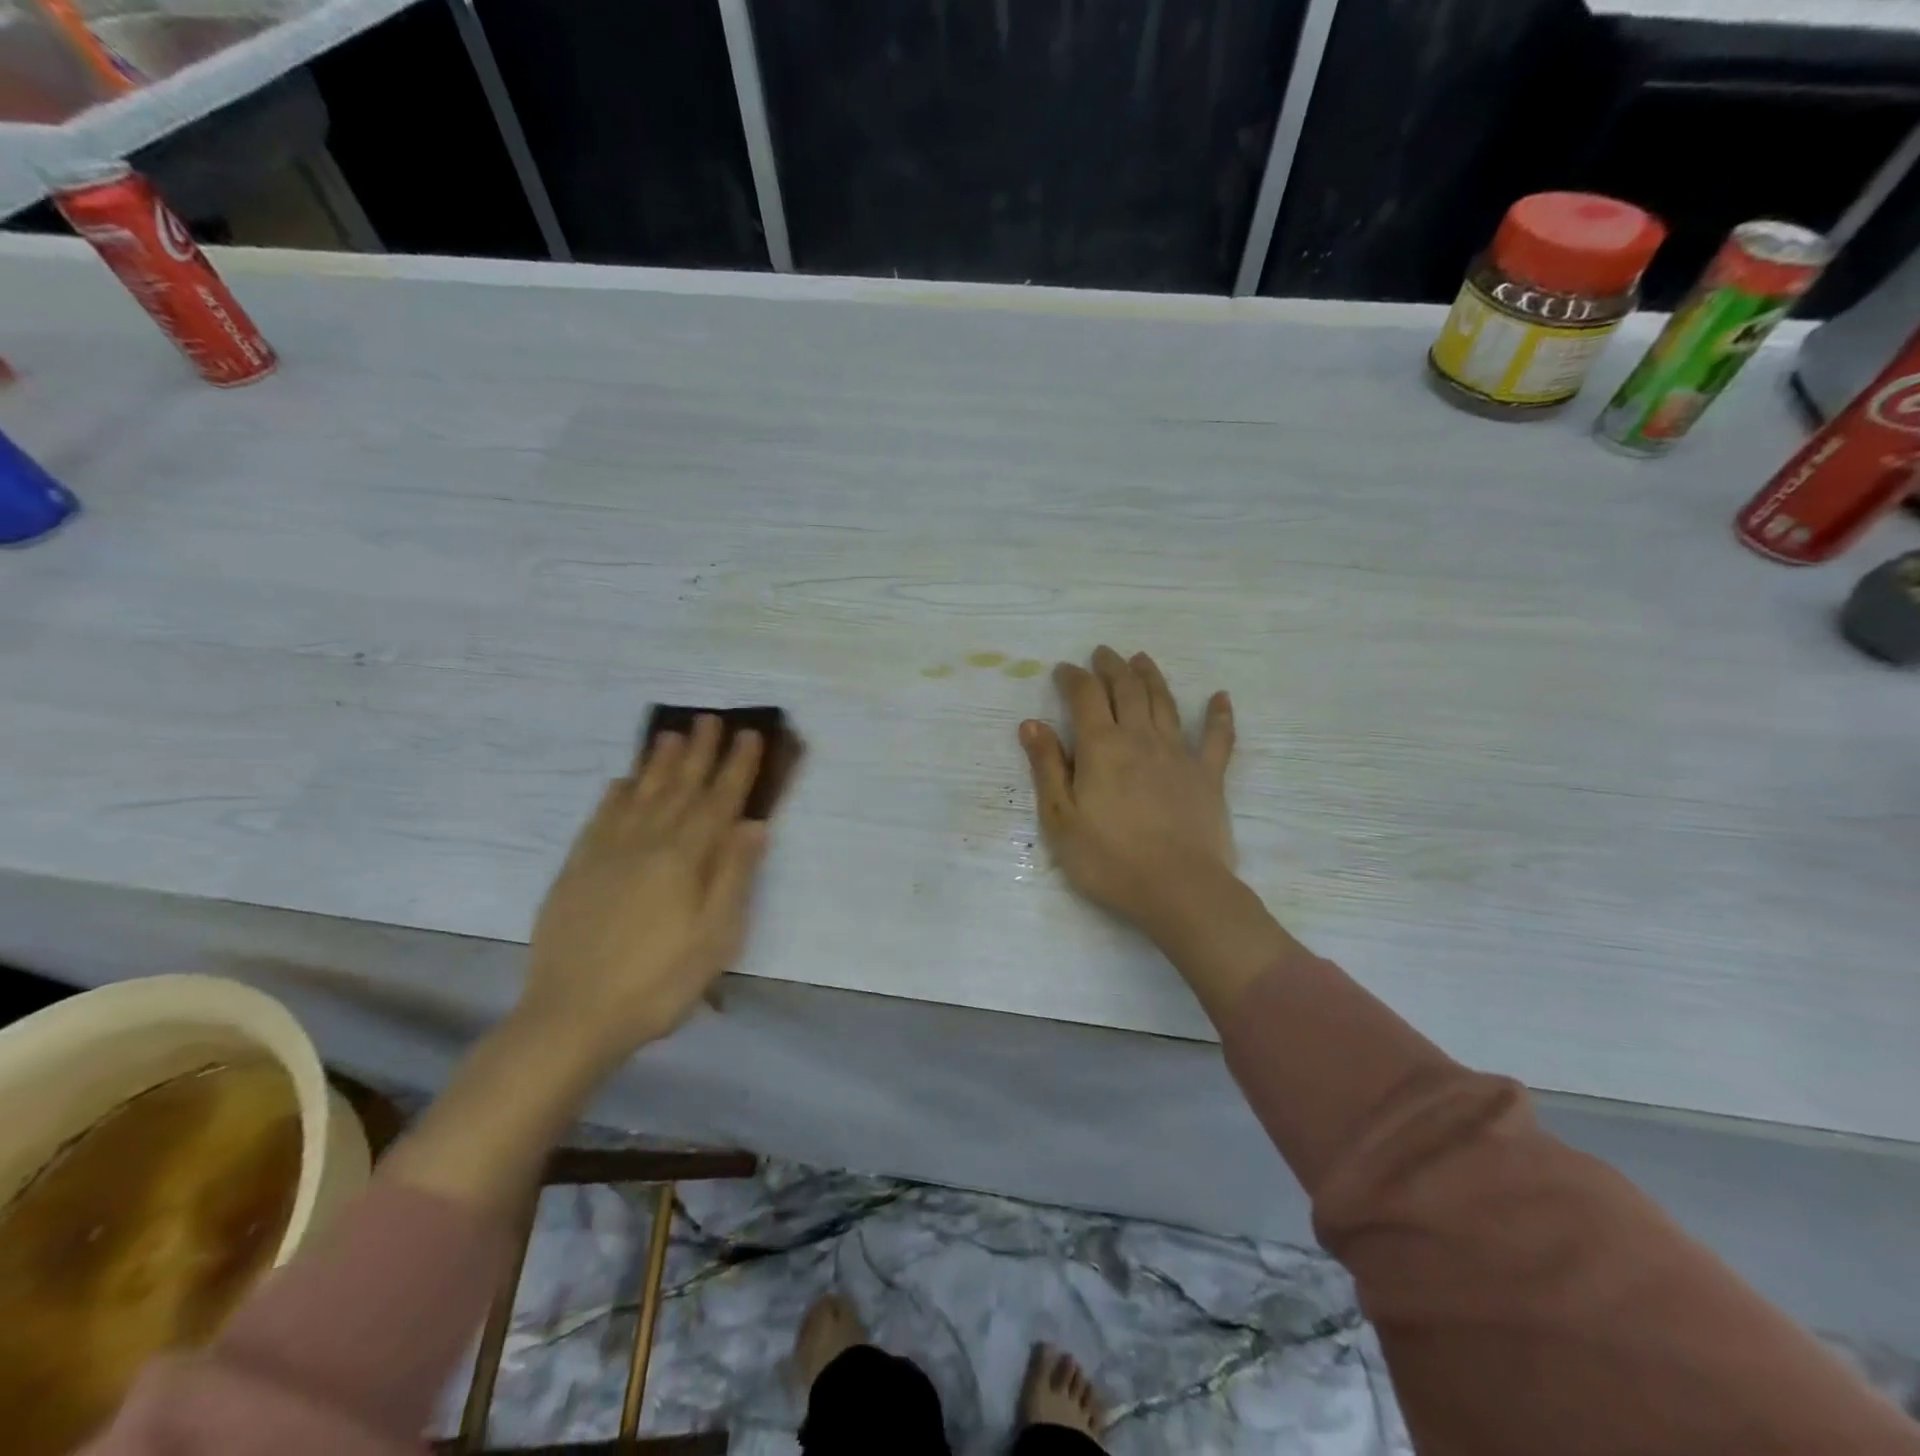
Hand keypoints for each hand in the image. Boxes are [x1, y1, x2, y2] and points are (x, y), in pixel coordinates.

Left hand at [519, 717, 771, 1068]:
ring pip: (639, 795)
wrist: (571, 1017)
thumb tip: (753, 824)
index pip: (718, 802)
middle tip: (710, 719)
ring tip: (669, 734)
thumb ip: (733, 876)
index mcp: (684, 859)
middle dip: (699, 752)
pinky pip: (599, 818)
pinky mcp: (576, 870)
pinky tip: (622, 782)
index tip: (749, 735)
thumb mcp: (714, 937)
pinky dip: (615, 795)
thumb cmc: (658, 982)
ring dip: (658, 763)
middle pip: (679, 788)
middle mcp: (646, 843)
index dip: (736, 767)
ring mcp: (606, 853)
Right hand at [1019, 646, 1236, 934]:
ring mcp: (1179, 753)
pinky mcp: (1209, 775)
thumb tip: (1032, 723)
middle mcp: (1141, 737)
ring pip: (1165, 702)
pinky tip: (1221, 697)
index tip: (1064, 670)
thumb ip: (1047, 767)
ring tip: (1141, 660)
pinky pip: (1217, 737)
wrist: (1178, 888)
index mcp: (1101, 746)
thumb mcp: (1060, 818)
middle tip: (1103, 653)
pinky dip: (1219, 714)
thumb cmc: (1108, 859)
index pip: (1085, 696)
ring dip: (1151, 677)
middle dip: (1112, 667)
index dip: (1073, 677)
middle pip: (1127, 689)